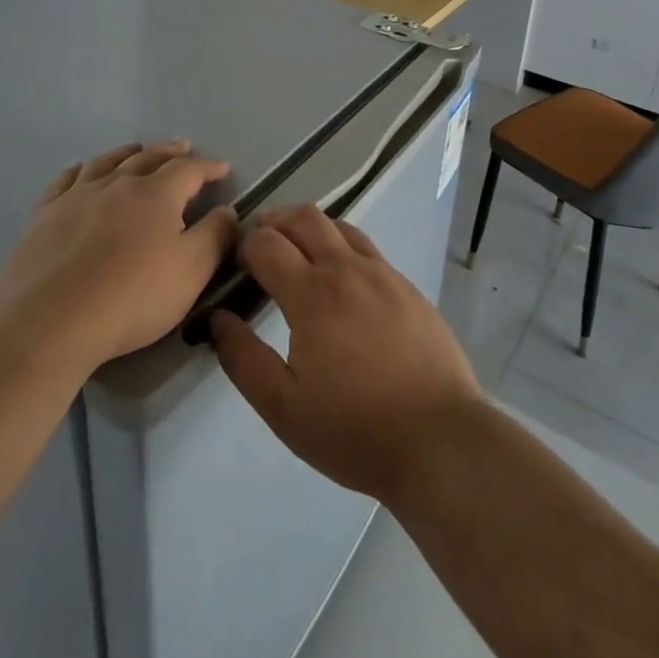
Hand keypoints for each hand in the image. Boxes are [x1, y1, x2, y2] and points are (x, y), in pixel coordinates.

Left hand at [0, 141, 237, 371]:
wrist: (52, 320)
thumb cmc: (132, 296)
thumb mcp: (191, 271)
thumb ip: (215, 236)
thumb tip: (227, 210)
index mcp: (156, 194)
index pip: (189, 170)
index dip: (208, 167)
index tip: (223, 168)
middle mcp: (117, 184)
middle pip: (148, 158)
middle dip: (170, 151)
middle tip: (183, 146)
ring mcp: (77, 197)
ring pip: (106, 163)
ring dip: (127, 153)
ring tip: (137, 149)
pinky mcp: (44, 216)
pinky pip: (64, 181)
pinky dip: (78, 170)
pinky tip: (79, 170)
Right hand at [210, 204, 484, 502]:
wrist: (440, 439)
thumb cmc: (355, 430)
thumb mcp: (284, 409)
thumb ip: (243, 359)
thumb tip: (218, 318)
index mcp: (312, 294)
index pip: (266, 243)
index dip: (243, 246)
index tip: (235, 265)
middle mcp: (346, 269)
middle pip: (303, 218)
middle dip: (273, 222)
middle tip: (259, 245)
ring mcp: (382, 272)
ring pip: (338, 225)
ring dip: (309, 228)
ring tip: (296, 252)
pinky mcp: (406, 285)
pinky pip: (366, 246)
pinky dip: (341, 245)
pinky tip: (340, 278)